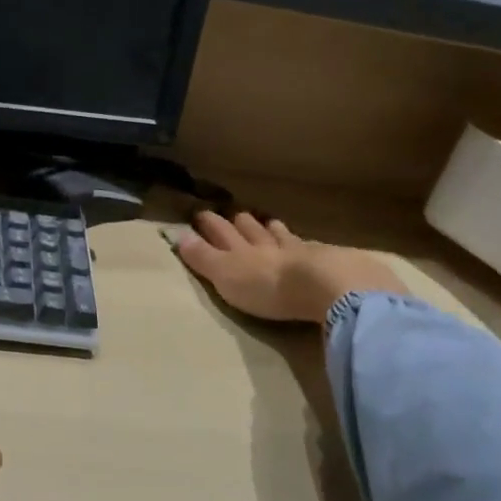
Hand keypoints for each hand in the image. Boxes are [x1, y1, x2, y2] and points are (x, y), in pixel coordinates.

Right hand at [176, 211, 407, 322]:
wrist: (322, 286)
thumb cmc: (266, 285)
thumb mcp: (225, 275)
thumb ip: (203, 258)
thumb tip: (178, 236)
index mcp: (239, 250)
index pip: (220, 232)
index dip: (209, 224)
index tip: (200, 215)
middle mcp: (265, 244)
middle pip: (249, 229)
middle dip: (239, 222)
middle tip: (233, 215)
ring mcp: (295, 250)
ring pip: (278, 234)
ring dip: (270, 228)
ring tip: (268, 222)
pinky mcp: (322, 261)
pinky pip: (306, 246)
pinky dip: (300, 243)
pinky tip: (305, 243)